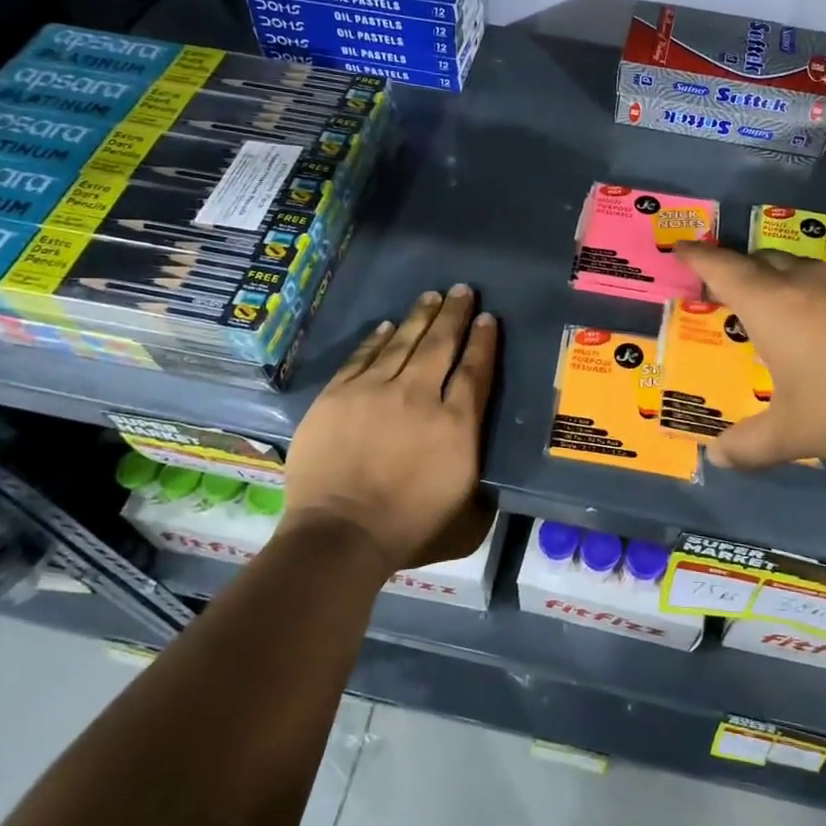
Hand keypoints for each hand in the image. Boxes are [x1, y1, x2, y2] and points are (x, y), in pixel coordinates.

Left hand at [280, 284, 497, 573]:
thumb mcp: (467, 518)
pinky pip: (362, 357)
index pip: (475, 370)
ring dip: (420, 317)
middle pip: (441, 345)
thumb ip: (481, 486)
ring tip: (432, 296)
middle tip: (462, 290)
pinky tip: (386, 326)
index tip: (488, 318)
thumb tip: (483, 465)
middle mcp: (419, 396)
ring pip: (403, 342)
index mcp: (456, 425)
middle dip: (455, 314)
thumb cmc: (409, 530)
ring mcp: (374, 391)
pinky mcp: (338, 396)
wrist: (339, 536)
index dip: (483, 341)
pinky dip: (376, 340)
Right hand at [675, 244, 825, 469]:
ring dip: (781, 277)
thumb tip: (716, 459)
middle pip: (762, 259)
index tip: (680, 247)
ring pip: (802, 267)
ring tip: (777, 302)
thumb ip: (750, 446)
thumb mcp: (793, 433)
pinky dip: (818, 295)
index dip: (697, 256)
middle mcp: (805, 282)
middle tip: (725, 284)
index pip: (722, 267)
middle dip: (739, 266)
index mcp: (770, 303)